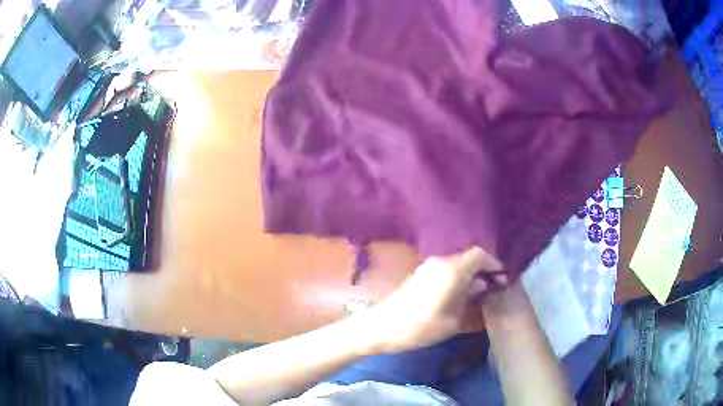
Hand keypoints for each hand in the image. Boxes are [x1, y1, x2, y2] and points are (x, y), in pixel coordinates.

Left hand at [357, 247, 502, 353]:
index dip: (493, 263)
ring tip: (479, 291)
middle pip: (468, 257)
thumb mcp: (453, 320)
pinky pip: (446, 269)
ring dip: (469, 273)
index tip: (502, 277)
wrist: (382, 327)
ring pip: (457, 263)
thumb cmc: (420, 327)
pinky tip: (461, 292)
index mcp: (451, 270)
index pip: (479, 254)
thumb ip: (470, 298)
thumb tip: (481, 285)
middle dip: (483, 269)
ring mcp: (428, 266)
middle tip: (493, 285)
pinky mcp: (420, 273)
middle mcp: (440, 261)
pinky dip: (457, 276)